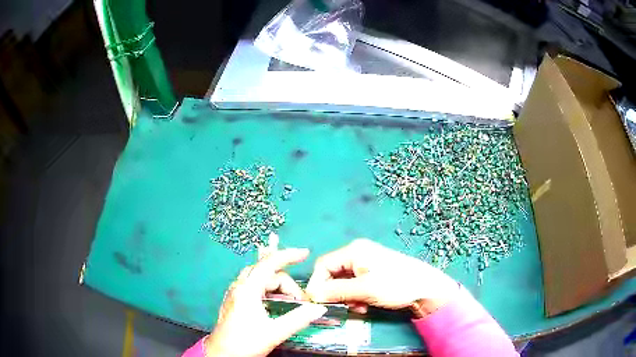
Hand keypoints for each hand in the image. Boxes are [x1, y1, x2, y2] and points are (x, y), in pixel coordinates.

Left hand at [206, 249, 326, 356]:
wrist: (221, 354)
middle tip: (300, 302)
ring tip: (290, 301)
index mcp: (248, 290)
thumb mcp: (274, 332)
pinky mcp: (234, 301)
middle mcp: (240, 286)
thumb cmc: (245, 342)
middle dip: (286, 283)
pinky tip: (273, 301)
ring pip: (259, 279)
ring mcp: (235, 293)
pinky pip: (253, 286)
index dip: (288, 255)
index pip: (269, 264)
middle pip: (267, 273)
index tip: (305, 254)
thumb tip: (319, 308)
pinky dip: (267, 289)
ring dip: (277, 286)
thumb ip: (298, 319)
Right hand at [306, 239, 457, 314]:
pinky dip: (355, 297)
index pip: (323, 265)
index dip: (317, 284)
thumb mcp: (364, 290)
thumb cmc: (396, 285)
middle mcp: (358, 254)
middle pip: (333, 274)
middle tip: (342, 307)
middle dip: (335, 293)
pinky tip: (365, 305)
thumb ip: (335, 291)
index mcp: (354, 251)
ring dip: (346, 297)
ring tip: (358, 307)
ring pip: (343, 283)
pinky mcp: (373, 274)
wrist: (427, 289)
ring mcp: (367, 264)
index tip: (317, 302)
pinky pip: (355, 286)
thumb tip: (311, 295)